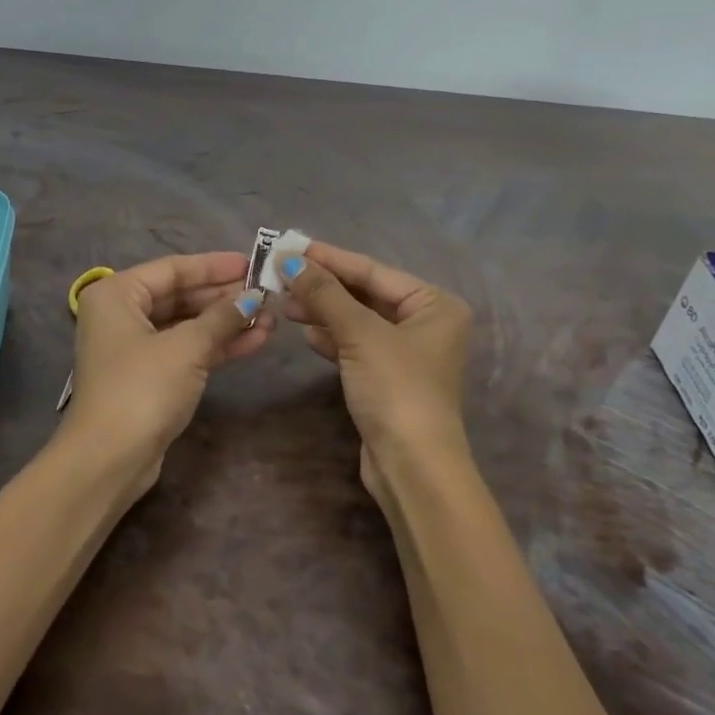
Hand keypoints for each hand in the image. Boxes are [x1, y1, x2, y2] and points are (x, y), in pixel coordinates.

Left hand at [63, 251, 273, 484]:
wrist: (109, 459)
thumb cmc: (142, 388)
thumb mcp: (187, 347)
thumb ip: (222, 318)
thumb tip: (253, 298)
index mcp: (117, 294)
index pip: (173, 269)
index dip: (215, 266)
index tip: (252, 263)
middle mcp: (121, 314)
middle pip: (181, 296)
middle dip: (225, 298)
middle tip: (267, 294)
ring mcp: (134, 348)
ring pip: (187, 325)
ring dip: (227, 323)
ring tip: (270, 320)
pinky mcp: (149, 377)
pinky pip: (186, 350)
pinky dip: (217, 346)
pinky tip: (254, 342)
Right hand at [277, 243, 472, 499]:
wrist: (412, 467)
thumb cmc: (396, 388)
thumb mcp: (359, 334)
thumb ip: (324, 294)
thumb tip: (288, 260)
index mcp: (434, 304)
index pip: (373, 270)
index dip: (330, 259)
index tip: (291, 247)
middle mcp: (426, 323)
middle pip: (365, 294)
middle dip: (323, 287)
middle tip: (280, 277)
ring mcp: (408, 353)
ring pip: (358, 321)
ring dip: (323, 312)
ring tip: (285, 304)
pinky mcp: (389, 379)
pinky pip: (356, 346)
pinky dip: (332, 338)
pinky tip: (306, 334)